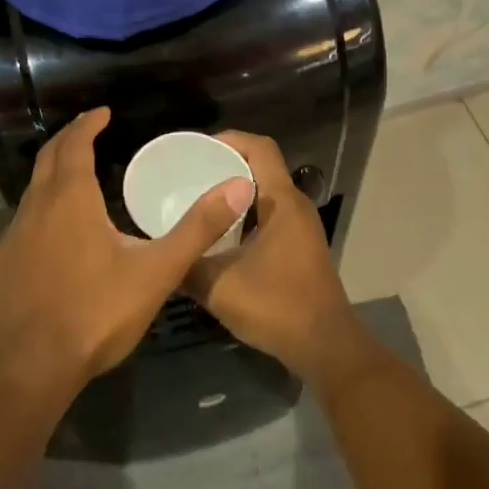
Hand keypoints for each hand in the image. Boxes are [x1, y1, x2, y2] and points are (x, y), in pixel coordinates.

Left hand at [0, 107, 252, 405]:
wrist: (24, 371)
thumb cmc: (93, 313)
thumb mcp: (155, 272)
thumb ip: (197, 229)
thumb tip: (238, 186)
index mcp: (70, 198)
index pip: (75, 144)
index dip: (88, 124)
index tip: (102, 112)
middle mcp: (36, 207)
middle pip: (48, 158)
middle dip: (68, 139)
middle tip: (87, 130)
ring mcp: (12, 237)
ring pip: (32, 190)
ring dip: (52, 174)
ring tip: (75, 177)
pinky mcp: (0, 266)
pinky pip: (22, 223)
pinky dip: (40, 210)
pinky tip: (53, 236)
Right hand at [182, 131, 364, 382]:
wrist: (326, 349)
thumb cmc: (277, 307)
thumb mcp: (220, 287)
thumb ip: (187, 266)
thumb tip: (161, 253)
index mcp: (282, 202)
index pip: (260, 148)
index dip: (230, 139)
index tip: (197, 149)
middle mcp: (296, 207)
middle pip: (262, 167)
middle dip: (226, 165)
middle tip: (190, 174)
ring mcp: (301, 229)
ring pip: (265, 194)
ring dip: (235, 193)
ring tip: (200, 202)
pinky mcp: (300, 249)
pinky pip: (270, 216)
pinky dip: (245, 216)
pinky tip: (220, 237)